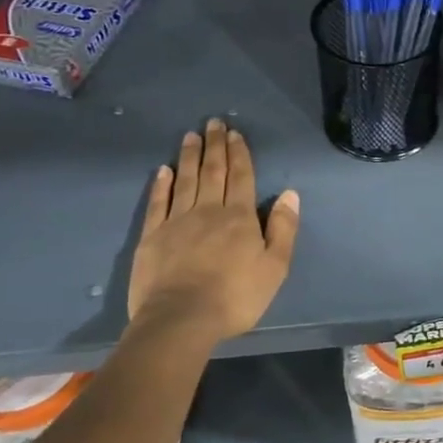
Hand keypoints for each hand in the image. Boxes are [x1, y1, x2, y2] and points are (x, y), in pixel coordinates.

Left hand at [127, 120, 300, 341]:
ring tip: (190, 135)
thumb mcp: (274, 267)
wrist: (181, 319)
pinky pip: (159, 203)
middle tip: (214, 123)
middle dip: (215, 146)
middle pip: (213, 172)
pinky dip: (162, 185)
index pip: (241, 177)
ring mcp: (176, 222)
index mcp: (239, 217)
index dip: (239, 154)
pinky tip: (164, 171)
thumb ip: (283, 229)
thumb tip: (290, 194)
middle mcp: (208, 211)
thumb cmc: (235, 296)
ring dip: (190, 157)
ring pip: (186, 181)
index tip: (236, 134)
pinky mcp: (152, 237)